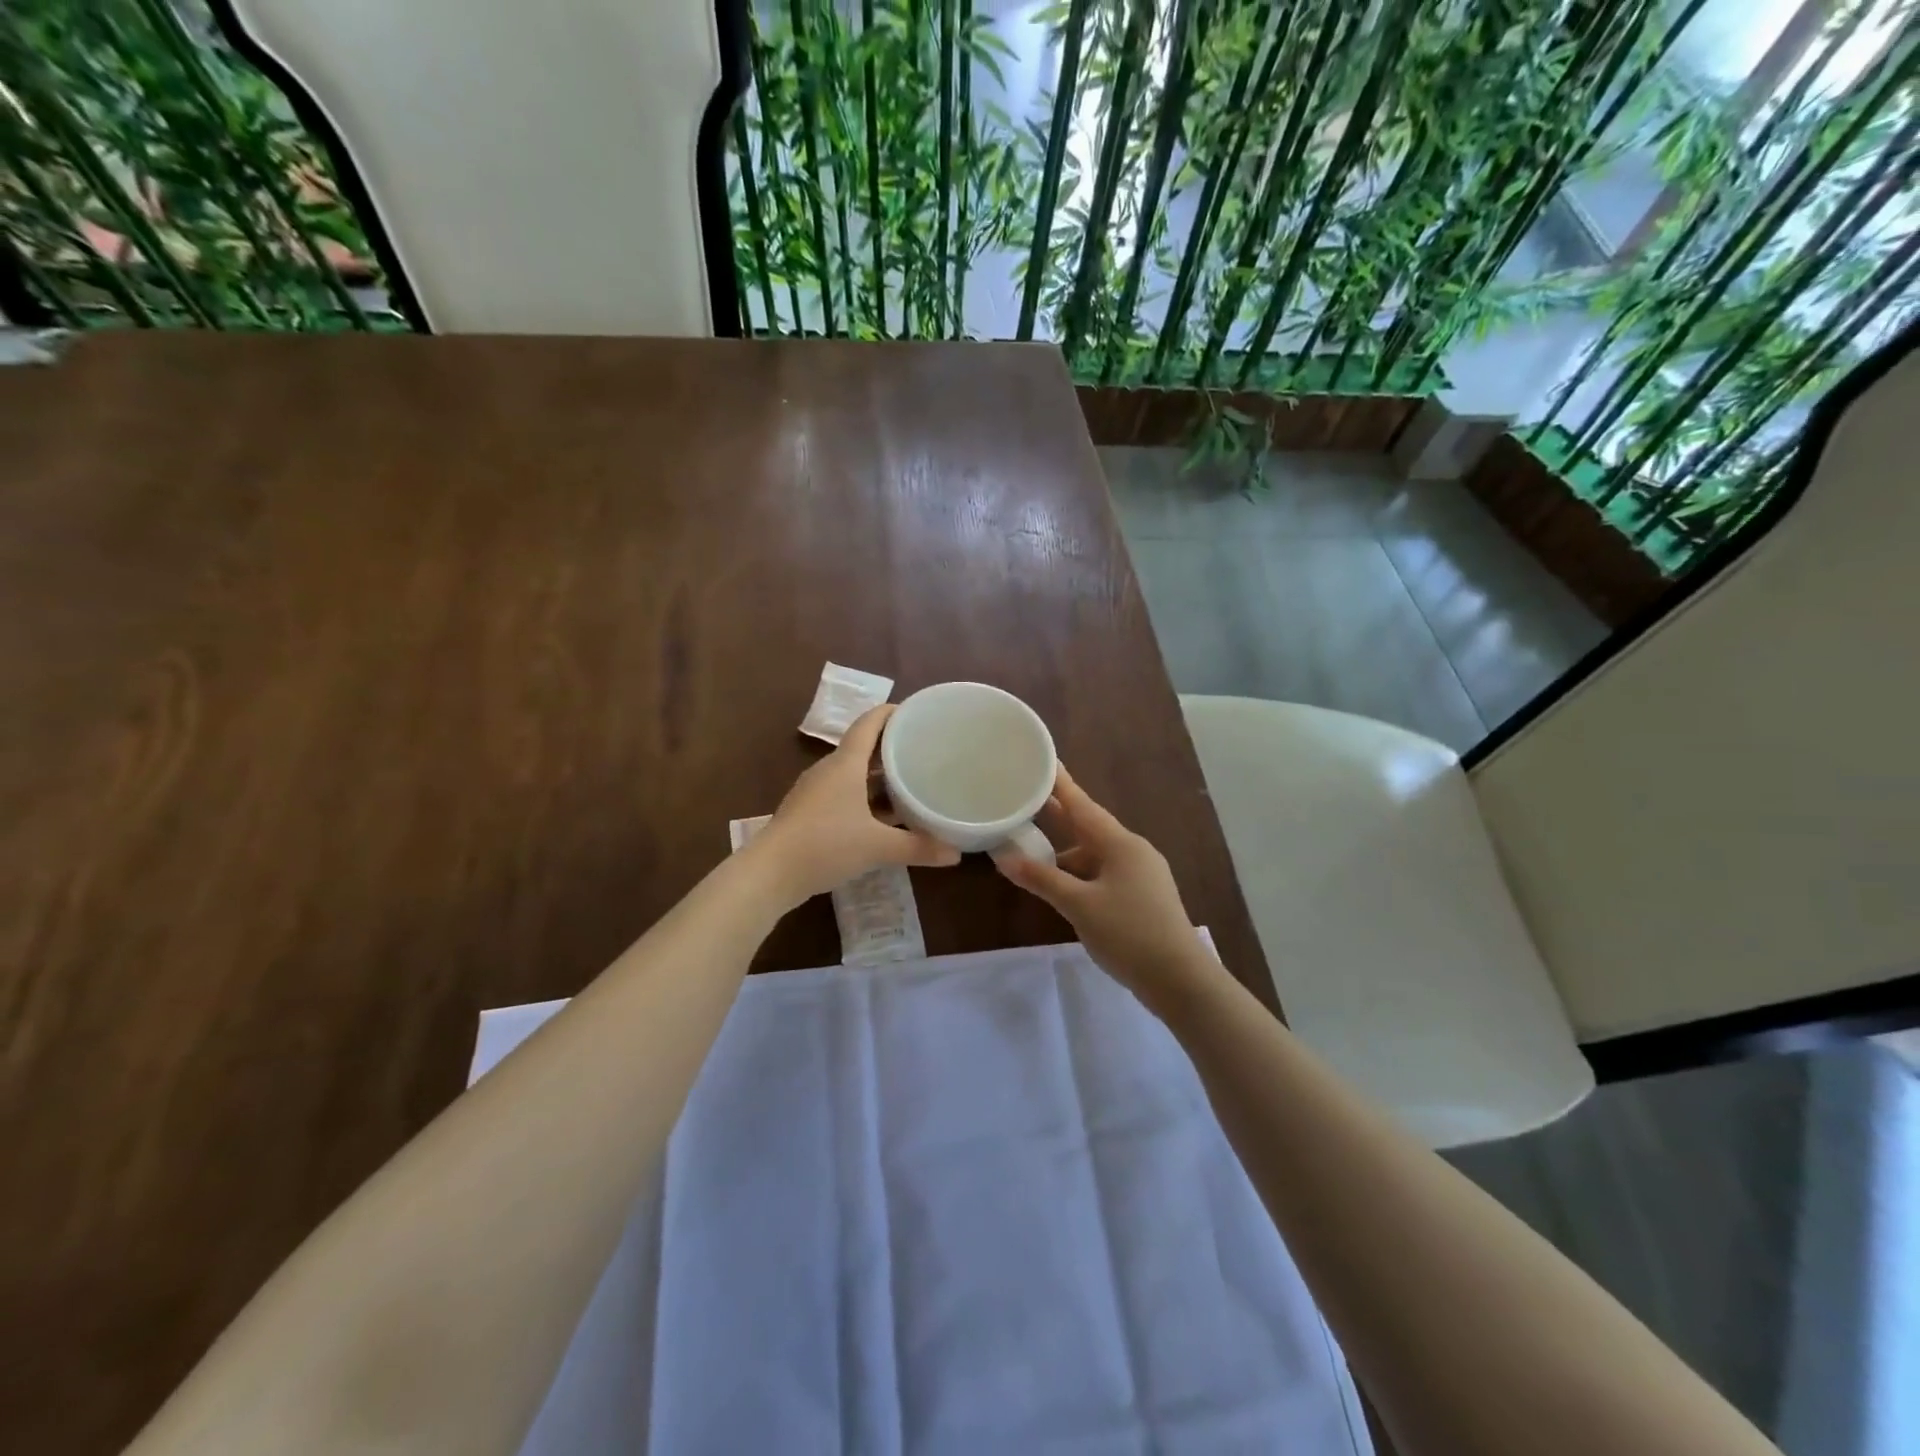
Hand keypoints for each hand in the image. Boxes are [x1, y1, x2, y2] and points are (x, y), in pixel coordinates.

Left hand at [750, 704, 959, 905]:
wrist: (769, 874)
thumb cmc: (825, 845)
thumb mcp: (877, 847)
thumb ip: (917, 848)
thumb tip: (956, 854)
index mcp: (845, 765)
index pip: (868, 724)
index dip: (890, 713)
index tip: (914, 712)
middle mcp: (828, 771)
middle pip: (862, 749)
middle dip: (891, 749)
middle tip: (922, 752)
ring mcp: (814, 792)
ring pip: (852, 775)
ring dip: (878, 778)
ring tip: (908, 784)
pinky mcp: (807, 813)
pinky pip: (843, 795)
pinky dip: (864, 799)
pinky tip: (881, 818)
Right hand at [996, 767, 1217, 1010]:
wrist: (1180, 979)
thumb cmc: (1128, 933)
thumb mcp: (1078, 905)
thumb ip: (1042, 879)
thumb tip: (1004, 858)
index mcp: (1120, 844)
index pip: (1083, 805)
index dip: (1060, 784)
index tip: (1044, 760)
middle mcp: (1133, 850)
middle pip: (1089, 827)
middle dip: (1059, 817)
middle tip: (1029, 801)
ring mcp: (1142, 873)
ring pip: (1097, 854)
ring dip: (1067, 854)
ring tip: (1035, 855)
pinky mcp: (1144, 895)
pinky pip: (1106, 873)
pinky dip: (1082, 874)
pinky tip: (1064, 887)